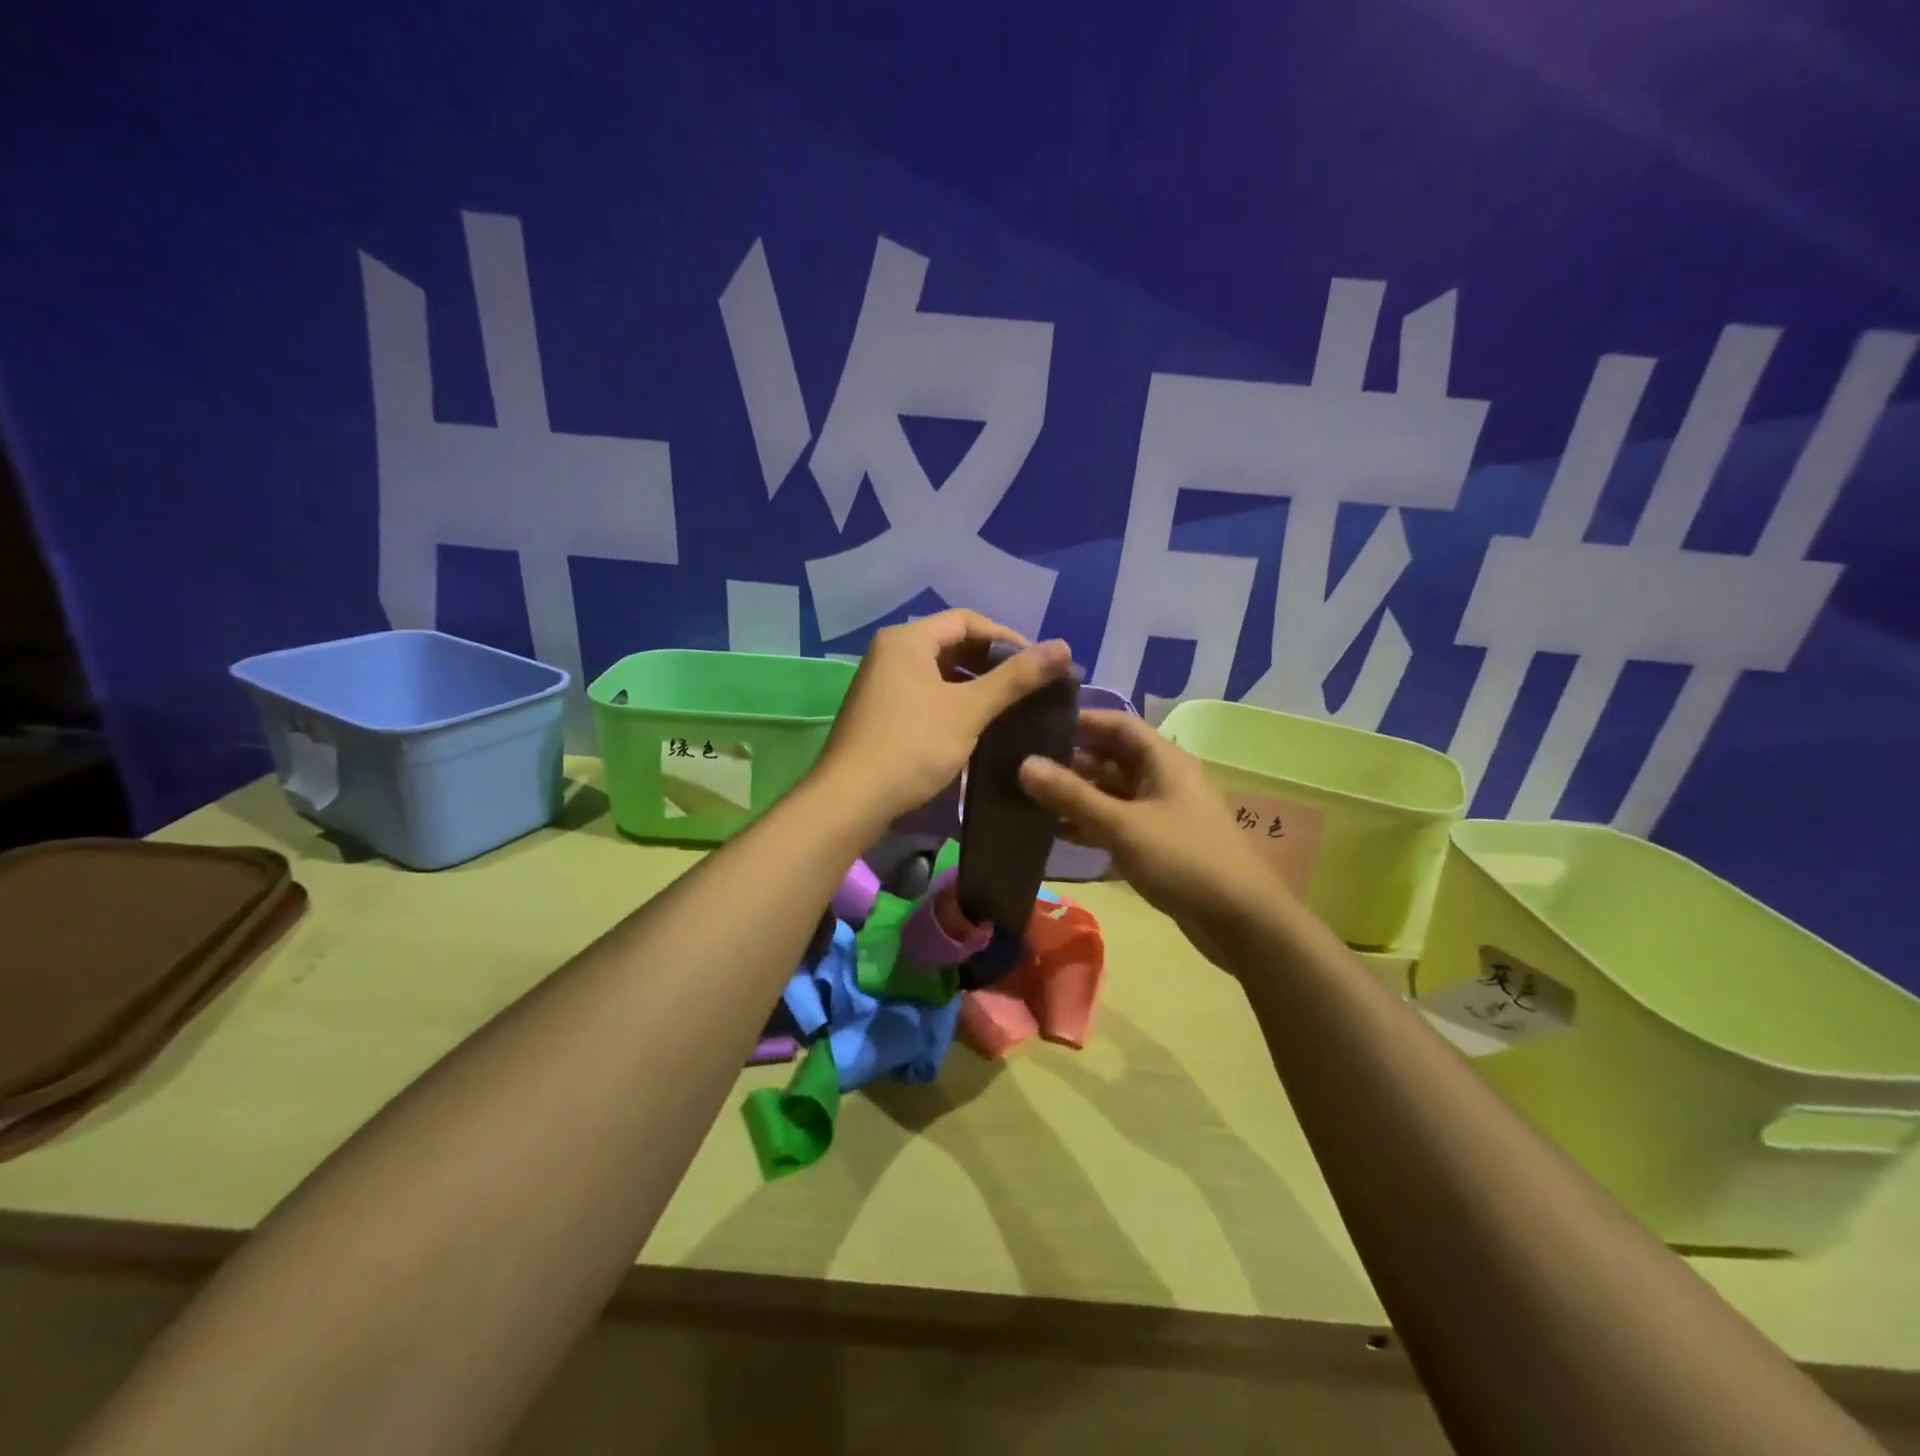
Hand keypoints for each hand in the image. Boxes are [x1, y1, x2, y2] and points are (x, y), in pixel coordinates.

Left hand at [813, 610, 1072, 833]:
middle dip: (992, 663)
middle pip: (952, 644)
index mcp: (907, 640)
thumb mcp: (969, 709)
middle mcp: (890, 654)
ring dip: (974, 686)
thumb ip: (1016, 678)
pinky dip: (953, 704)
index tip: (1039, 664)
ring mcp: (881, 685)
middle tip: (1028, 687)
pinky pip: (925, 696)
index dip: (1007, 637)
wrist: (850, 801)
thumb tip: (1064, 647)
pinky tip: (976, 727)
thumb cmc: (912, 746)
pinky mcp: (881, 714)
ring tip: (1009, 708)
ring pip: (939, 673)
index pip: (967, 620)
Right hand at [1018, 710, 1285, 961]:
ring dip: (1077, 794)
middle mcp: (1163, 778)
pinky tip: (1056, 832)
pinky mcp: (1159, 842)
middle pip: (1112, 757)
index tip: (1036, 724)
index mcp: (1164, 760)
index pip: (1117, 724)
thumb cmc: (1182, 859)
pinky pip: (1118, 821)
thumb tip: (1024, 764)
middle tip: (1023, 764)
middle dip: (1071, 760)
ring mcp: (1162, 811)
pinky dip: (1090, 822)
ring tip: (1030, 797)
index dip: (1080, 720)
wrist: (1240, 920)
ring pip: (1112, 791)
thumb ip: (1071, 796)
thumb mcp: (1121, 825)